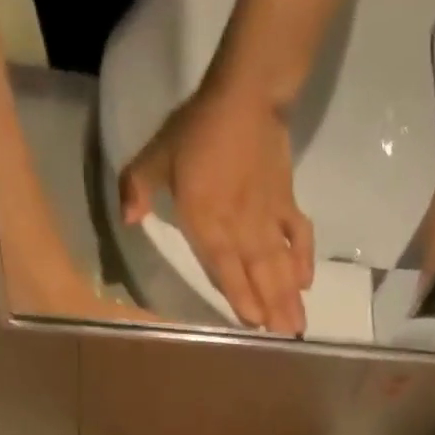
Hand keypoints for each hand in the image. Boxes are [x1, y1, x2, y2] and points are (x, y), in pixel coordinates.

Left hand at [118, 83, 314, 336]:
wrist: (244, 97)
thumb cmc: (196, 128)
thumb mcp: (156, 155)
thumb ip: (138, 187)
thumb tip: (127, 218)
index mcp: (206, 220)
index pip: (223, 267)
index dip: (239, 296)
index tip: (252, 324)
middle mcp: (240, 227)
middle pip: (259, 274)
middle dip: (272, 307)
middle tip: (286, 337)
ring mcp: (267, 217)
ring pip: (280, 263)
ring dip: (290, 295)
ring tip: (299, 325)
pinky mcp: (286, 202)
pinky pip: (298, 235)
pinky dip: (304, 258)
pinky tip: (307, 281)